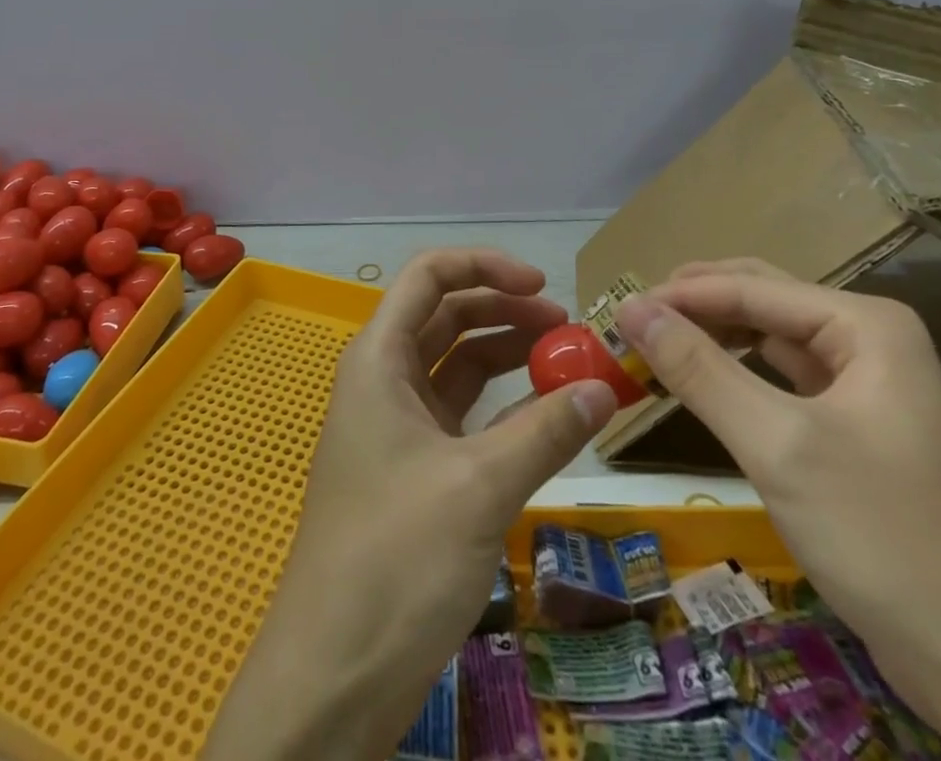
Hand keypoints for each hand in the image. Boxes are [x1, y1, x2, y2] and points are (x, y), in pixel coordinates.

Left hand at [203, 250, 615, 760]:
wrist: (334, 674)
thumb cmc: (396, 557)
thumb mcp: (479, 486)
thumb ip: (545, 431)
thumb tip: (605, 387)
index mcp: (380, 357)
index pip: (429, 276)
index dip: (485, 266)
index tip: (543, 285)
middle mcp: (384, 378)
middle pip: (447, 316)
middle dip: (505, 311)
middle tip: (567, 328)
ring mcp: (398, 425)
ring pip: (457, 365)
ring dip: (507, 356)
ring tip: (565, 363)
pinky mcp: (414, 468)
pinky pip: (463, 415)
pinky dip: (503, 407)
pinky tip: (544, 416)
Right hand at [618, 260, 940, 760]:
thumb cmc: (884, 538)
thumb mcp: (778, 445)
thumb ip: (699, 369)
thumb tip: (629, 308)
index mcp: (865, 324)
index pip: (750, 287)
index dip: (680, 295)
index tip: (616, 311)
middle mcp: (868, 339)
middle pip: (761, 299)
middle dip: (695, 306)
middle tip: (631, 323)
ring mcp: (867, 383)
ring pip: (768, 337)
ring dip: (712, 336)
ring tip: (655, 345)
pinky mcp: (857, 426)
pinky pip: (782, 378)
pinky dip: (737, 373)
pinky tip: (704, 381)